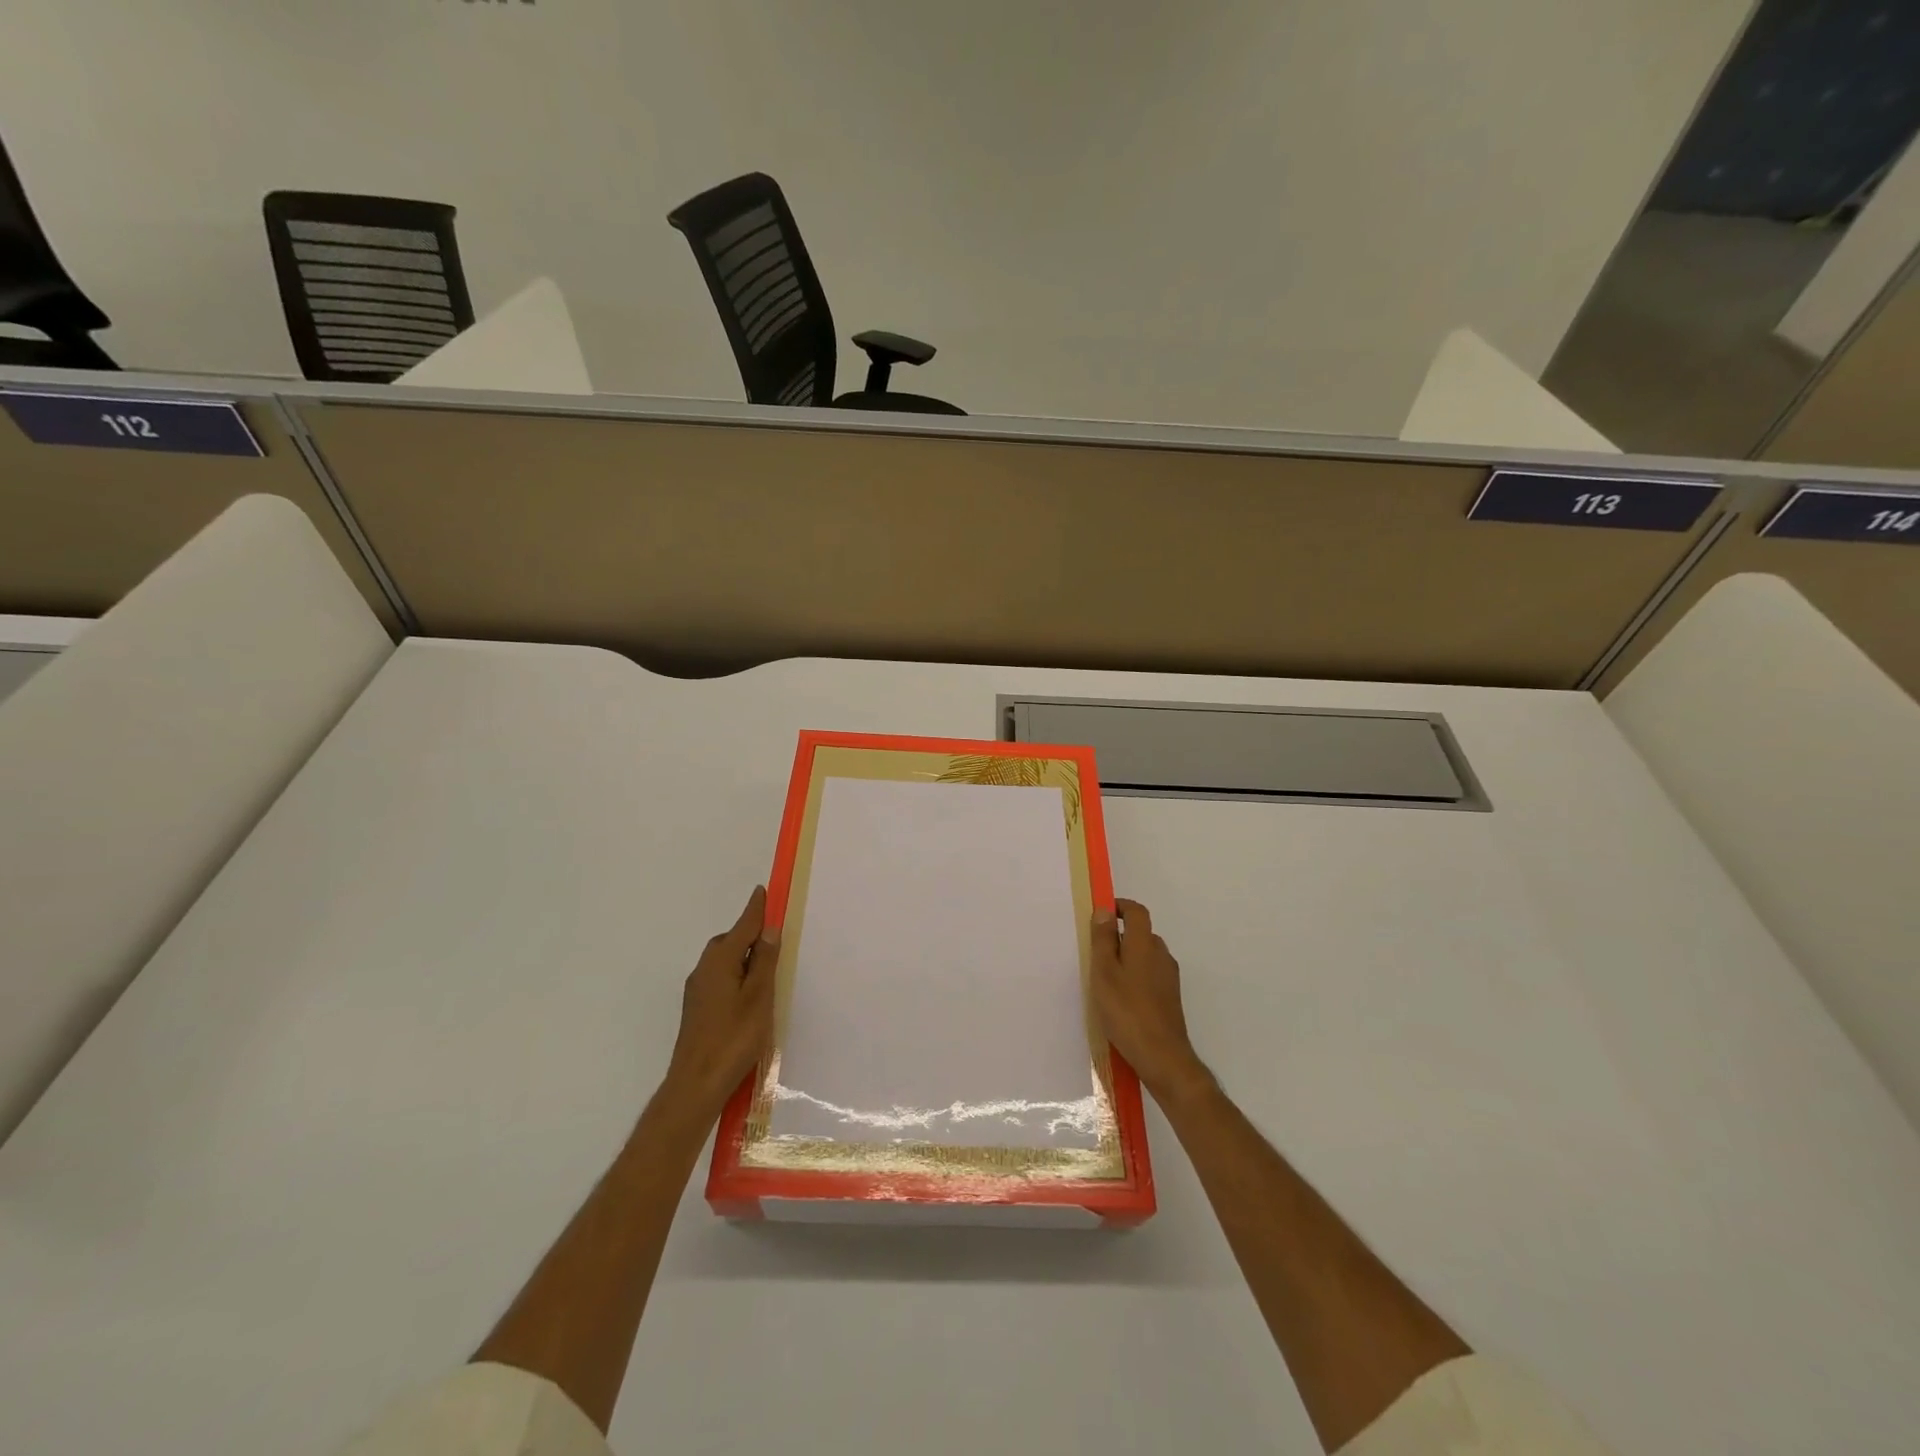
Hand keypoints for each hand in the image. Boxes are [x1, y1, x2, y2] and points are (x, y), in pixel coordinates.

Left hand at [662, 885, 779, 1119]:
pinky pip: (719, 978)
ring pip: (723, 962)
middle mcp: (704, 970)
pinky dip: (736, 975)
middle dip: (749, 935)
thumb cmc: (733, 1037)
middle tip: (773, 937)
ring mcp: (697, 991)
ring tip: (765, 967)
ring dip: (742, 957)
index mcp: (719, 962)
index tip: (763, 891)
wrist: (696, 1085)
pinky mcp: (697, 1010)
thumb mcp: (758, 996)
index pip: (742, 927)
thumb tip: (767, 930)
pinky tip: (748, 993)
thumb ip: (763, 961)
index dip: (755, 910)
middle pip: (729, 942)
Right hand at [1090, 899, 1213, 1106]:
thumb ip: (1103, 940)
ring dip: (1127, 958)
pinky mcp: (1170, 997)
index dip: (1119, 906)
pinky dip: (1135, 976)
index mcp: (1145, 944)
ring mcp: (1169, 977)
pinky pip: (1150, 974)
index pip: (1137, 911)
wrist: (1163, 1057)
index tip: (1100, 914)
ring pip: (1145, 955)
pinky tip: (1121, 998)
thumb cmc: (1127, 1012)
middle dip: (1119, 935)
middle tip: (1095, 952)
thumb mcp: (1104, 973)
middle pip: (1141, 933)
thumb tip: (1104, 911)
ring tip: (1104, 978)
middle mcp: (1161, 955)